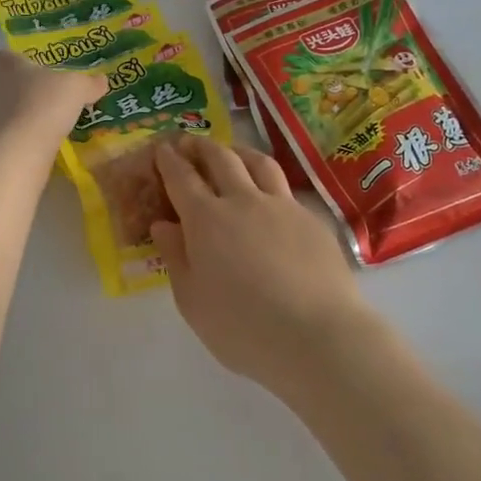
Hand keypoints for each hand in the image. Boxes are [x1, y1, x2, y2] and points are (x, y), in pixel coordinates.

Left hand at [0, 50, 106, 161]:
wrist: (13, 152)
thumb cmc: (44, 107)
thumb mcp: (76, 90)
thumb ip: (88, 84)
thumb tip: (101, 81)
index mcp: (5, 66)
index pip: (3, 57)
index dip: (17, 64)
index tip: (33, 76)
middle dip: (10, 94)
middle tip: (36, 107)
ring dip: (2, 120)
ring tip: (27, 134)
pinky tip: (18, 154)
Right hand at [151, 139, 367, 398]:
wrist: (318, 337)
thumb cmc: (243, 328)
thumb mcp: (192, 302)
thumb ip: (175, 257)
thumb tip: (163, 224)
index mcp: (207, 219)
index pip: (182, 177)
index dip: (169, 160)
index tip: (162, 148)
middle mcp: (243, 200)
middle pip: (220, 158)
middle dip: (201, 146)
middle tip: (191, 144)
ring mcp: (282, 206)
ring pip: (258, 162)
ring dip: (238, 151)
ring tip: (231, 153)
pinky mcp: (312, 220)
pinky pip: (285, 189)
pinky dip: (269, 183)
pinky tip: (270, 199)